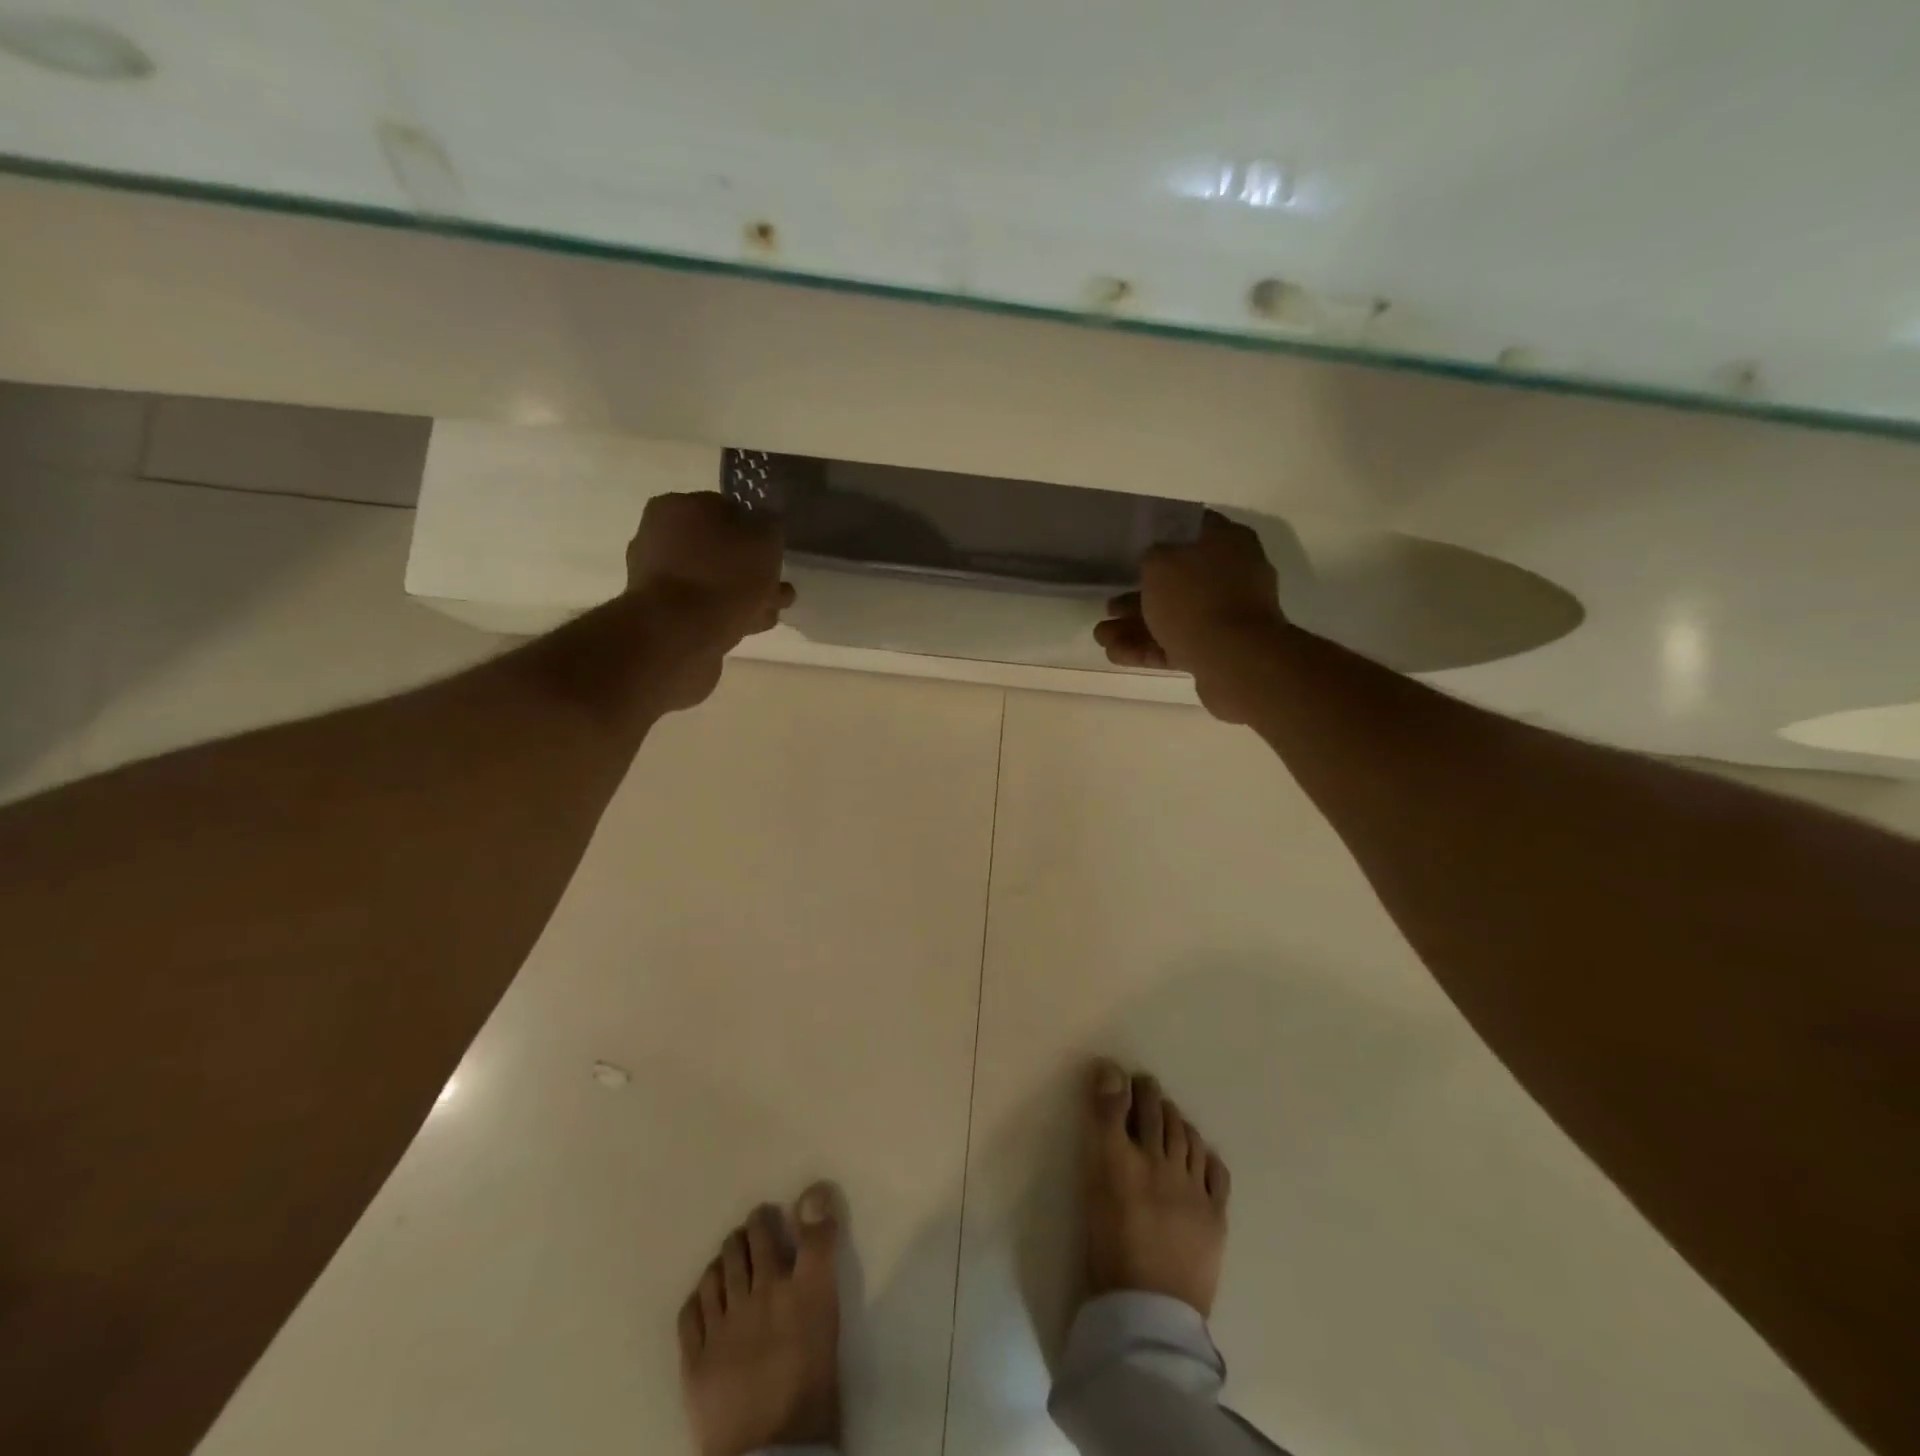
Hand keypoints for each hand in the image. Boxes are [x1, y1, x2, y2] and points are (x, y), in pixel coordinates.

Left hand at [626, 492, 794, 711]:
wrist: (678, 635)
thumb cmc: (723, 576)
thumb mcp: (764, 538)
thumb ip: (769, 525)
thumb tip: (764, 523)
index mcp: (677, 507)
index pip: (726, 510)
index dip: (756, 531)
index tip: (775, 553)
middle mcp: (659, 536)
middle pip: (718, 549)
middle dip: (750, 569)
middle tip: (777, 588)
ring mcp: (656, 578)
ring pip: (713, 581)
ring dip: (743, 595)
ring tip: (771, 613)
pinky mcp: (660, 614)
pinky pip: (703, 607)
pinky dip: (726, 614)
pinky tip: (749, 626)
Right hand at [1094, 511, 1288, 723]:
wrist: (1235, 660)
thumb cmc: (1196, 599)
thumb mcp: (1159, 563)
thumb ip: (1150, 557)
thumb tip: (1152, 562)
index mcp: (1227, 542)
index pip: (1190, 529)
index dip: (1159, 537)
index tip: (1132, 550)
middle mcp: (1232, 575)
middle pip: (1178, 581)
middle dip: (1138, 596)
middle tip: (1110, 606)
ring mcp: (1227, 615)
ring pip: (1174, 616)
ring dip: (1136, 626)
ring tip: (1102, 636)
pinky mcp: (1219, 650)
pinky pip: (1178, 644)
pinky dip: (1148, 648)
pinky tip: (1115, 654)